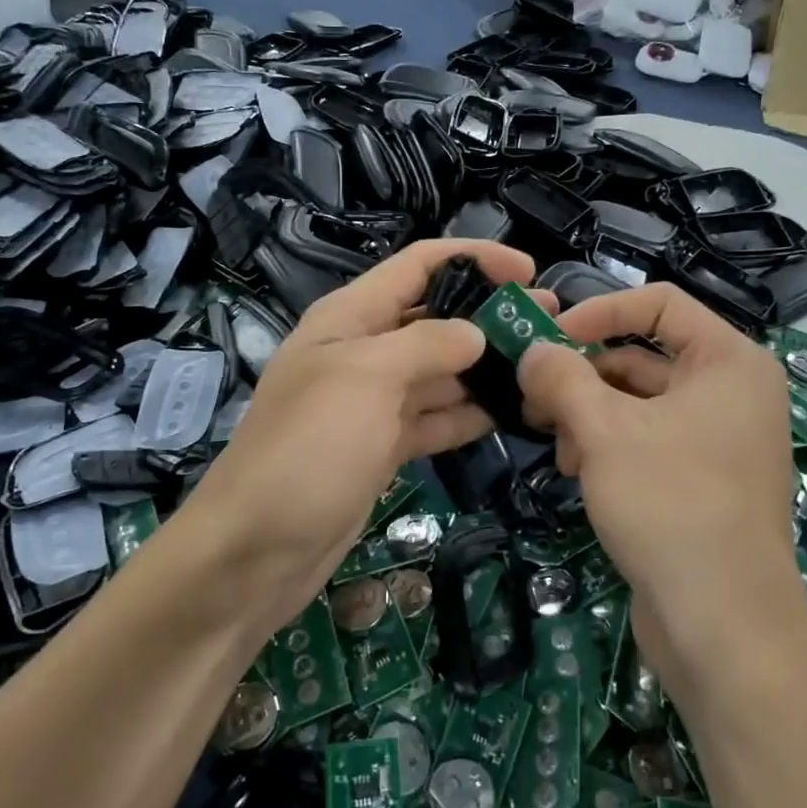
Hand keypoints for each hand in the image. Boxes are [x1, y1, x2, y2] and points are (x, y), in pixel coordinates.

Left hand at [182, 237, 539, 637]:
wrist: (256, 549)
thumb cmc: (308, 448)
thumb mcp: (366, 378)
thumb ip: (426, 344)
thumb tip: (475, 333)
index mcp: (350, 317)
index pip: (418, 266)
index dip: (473, 258)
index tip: (528, 272)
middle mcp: (363, 351)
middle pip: (435, 318)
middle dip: (489, 315)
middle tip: (550, 324)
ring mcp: (373, 403)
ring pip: (440, 372)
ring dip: (487, 368)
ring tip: (545, 368)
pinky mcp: (383, 447)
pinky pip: (435, 418)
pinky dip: (469, 414)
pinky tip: (513, 414)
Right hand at [517, 284, 806, 688]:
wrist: (723, 626)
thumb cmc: (669, 506)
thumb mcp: (604, 431)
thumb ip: (561, 377)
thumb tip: (532, 349)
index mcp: (729, 362)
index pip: (660, 304)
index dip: (600, 311)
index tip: (550, 338)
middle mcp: (732, 393)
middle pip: (643, 356)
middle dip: (584, 375)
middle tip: (532, 397)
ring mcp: (721, 440)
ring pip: (640, 403)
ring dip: (589, 414)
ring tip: (555, 446)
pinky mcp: (705, 482)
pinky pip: (648, 441)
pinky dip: (609, 445)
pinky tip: (575, 471)